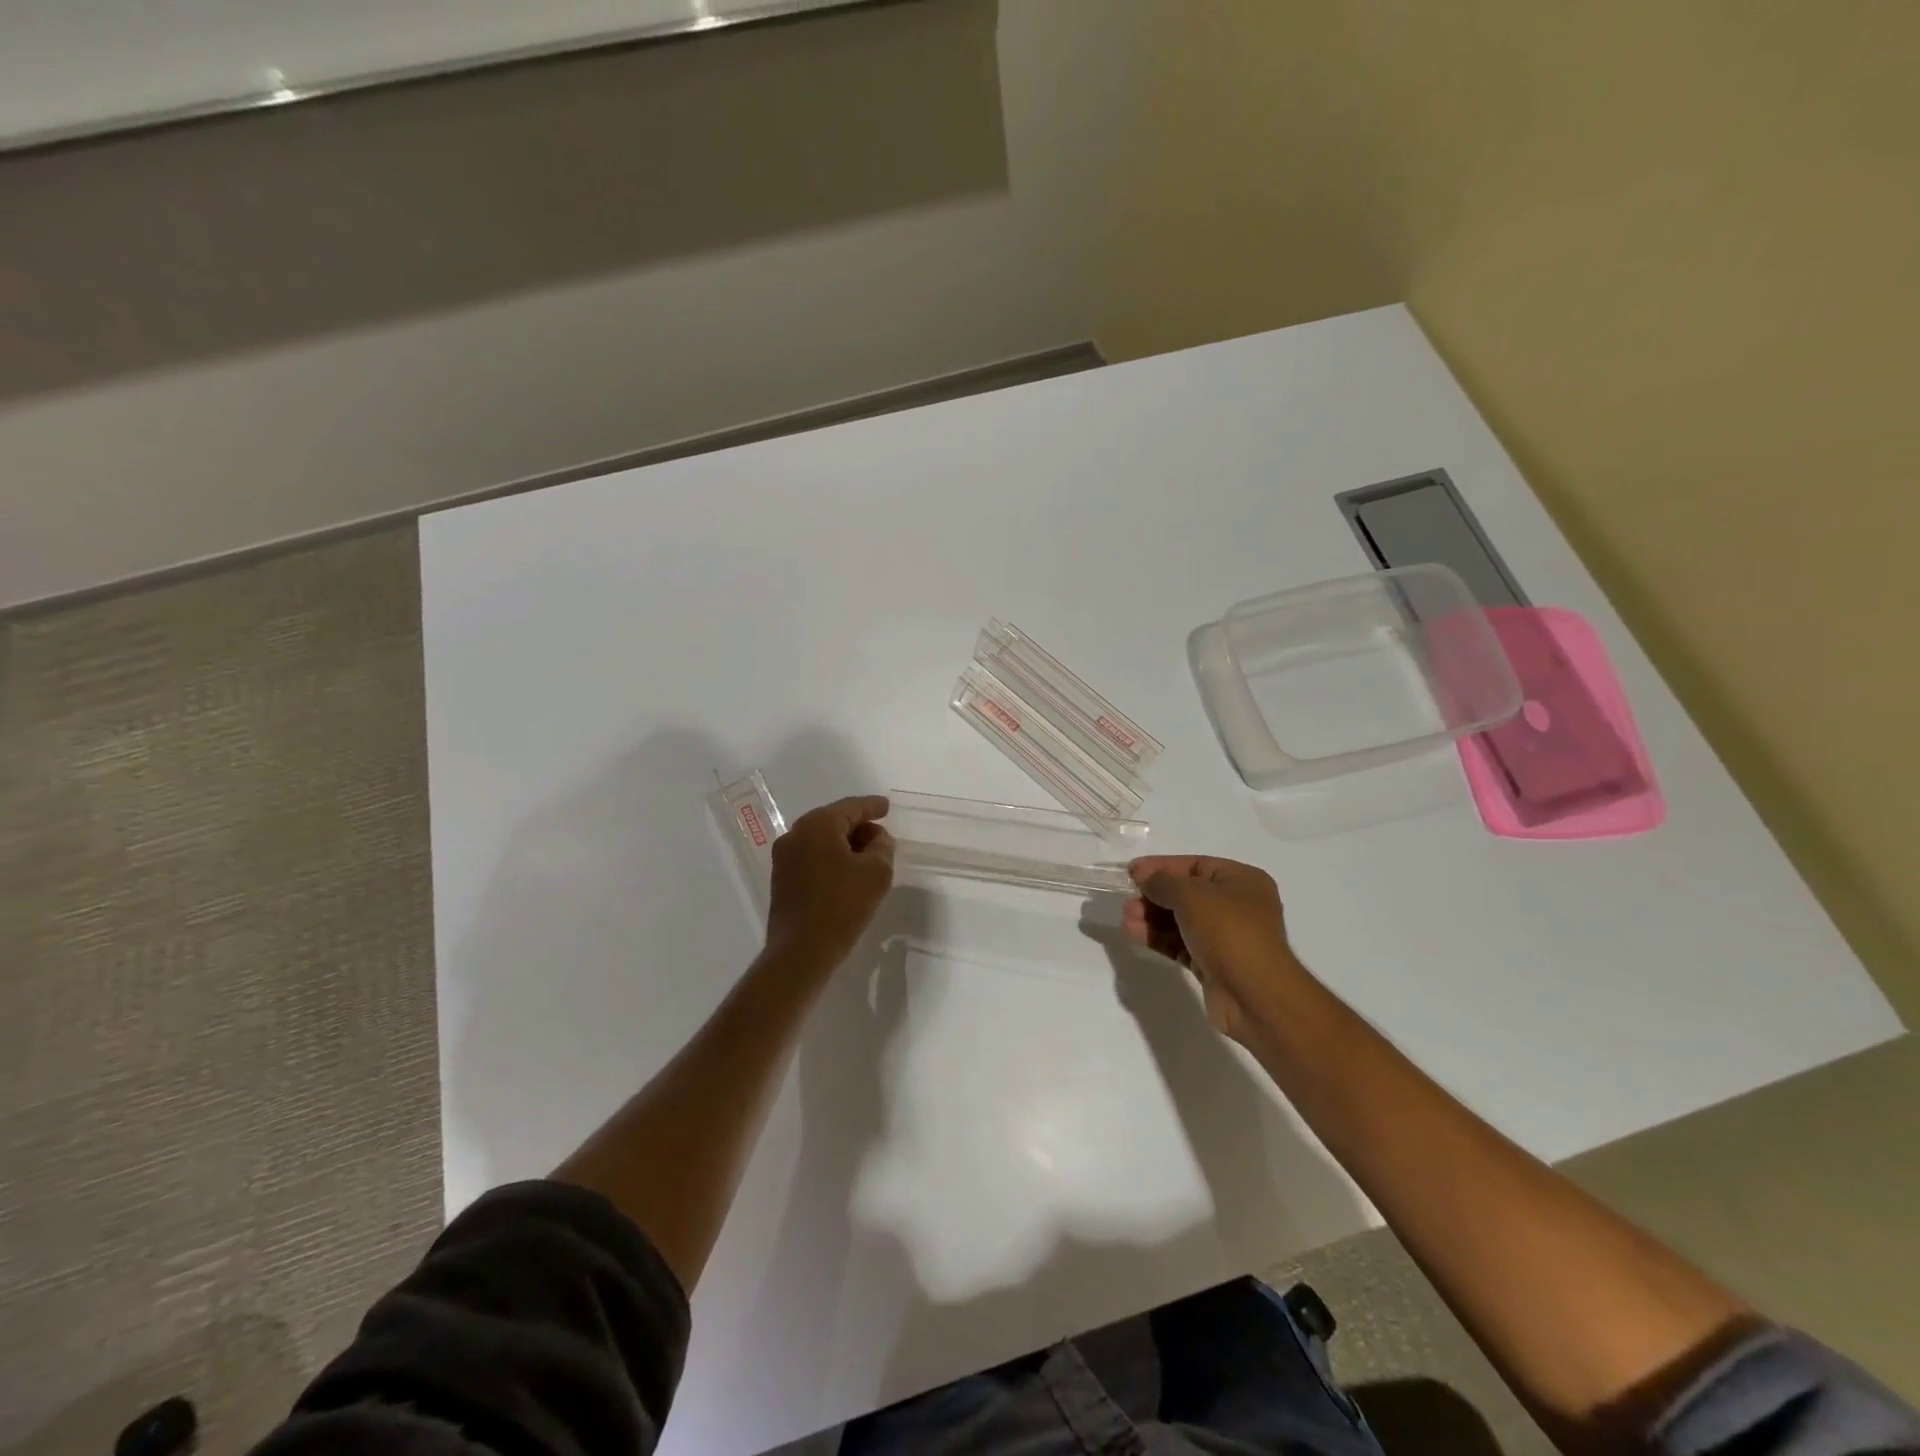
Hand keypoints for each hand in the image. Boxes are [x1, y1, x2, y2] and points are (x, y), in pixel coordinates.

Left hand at [765, 795, 895, 971]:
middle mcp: (795, 834)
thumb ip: (882, 847)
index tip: (887, 807)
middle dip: (859, 827)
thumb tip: (877, 838)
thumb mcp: (876, 872)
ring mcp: (783, 858)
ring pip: (821, 841)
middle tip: (881, 838)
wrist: (801, 952)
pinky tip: (847, 876)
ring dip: (845, 846)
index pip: (851, 807)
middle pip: (833, 821)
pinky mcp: (781, 880)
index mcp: (817, 825)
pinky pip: (812, 859)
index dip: (872, 806)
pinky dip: (831, 860)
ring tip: (868, 859)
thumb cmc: (842, 905)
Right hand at [1123, 855, 1302, 1042]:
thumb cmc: (1228, 931)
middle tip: (1127, 901)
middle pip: (1186, 894)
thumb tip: (1141, 873)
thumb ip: (1162, 881)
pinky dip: (1159, 938)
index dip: (1162, 866)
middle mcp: (1237, 906)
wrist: (1255, 996)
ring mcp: (1226, 937)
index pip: (1195, 865)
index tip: (1132, 872)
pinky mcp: (1213, 963)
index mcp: (1242, 881)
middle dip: (1154, 896)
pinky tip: (1135, 935)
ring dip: (1152, 918)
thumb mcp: (1192, 895)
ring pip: (1181, 921)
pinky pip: (1181, 944)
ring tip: (1127, 920)